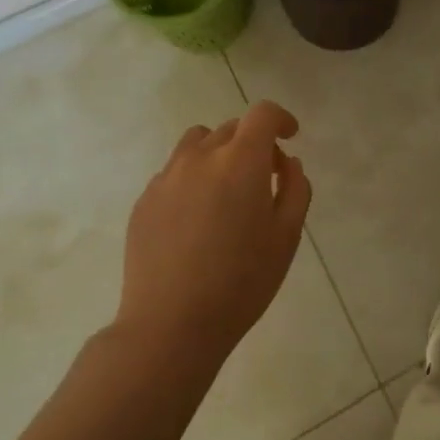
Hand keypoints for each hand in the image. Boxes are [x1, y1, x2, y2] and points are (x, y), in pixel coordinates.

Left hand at [116, 101, 311, 368]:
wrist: (170, 325)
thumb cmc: (241, 282)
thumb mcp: (286, 237)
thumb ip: (295, 189)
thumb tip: (287, 163)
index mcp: (240, 161)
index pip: (262, 114)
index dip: (280, 119)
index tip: (290, 136)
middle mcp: (200, 157)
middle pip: (231, 128)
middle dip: (253, 142)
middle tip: (265, 178)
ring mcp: (167, 177)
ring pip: (197, 143)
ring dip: (218, 153)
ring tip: (226, 191)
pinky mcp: (144, 201)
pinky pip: (174, 172)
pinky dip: (192, 178)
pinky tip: (197, 220)